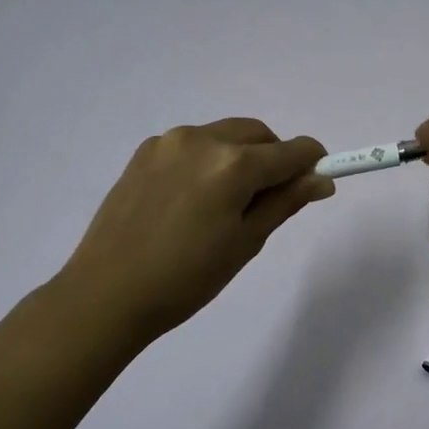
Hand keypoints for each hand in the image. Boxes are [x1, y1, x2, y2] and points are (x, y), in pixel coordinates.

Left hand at [57, 118, 334, 344]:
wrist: (106, 293)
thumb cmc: (186, 278)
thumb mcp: (245, 242)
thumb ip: (285, 202)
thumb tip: (322, 179)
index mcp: (234, 164)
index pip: (292, 150)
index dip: (313, 163)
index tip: (317, 181)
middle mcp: (203, 139)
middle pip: (259, 134)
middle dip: (275, 158)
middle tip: (269, 200)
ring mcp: (169, 141)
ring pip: (225, 135)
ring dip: (240, 156)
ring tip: (225, 203)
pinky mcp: (144, 151)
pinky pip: (193, 144)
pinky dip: (208, 160)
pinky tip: (193, 199)